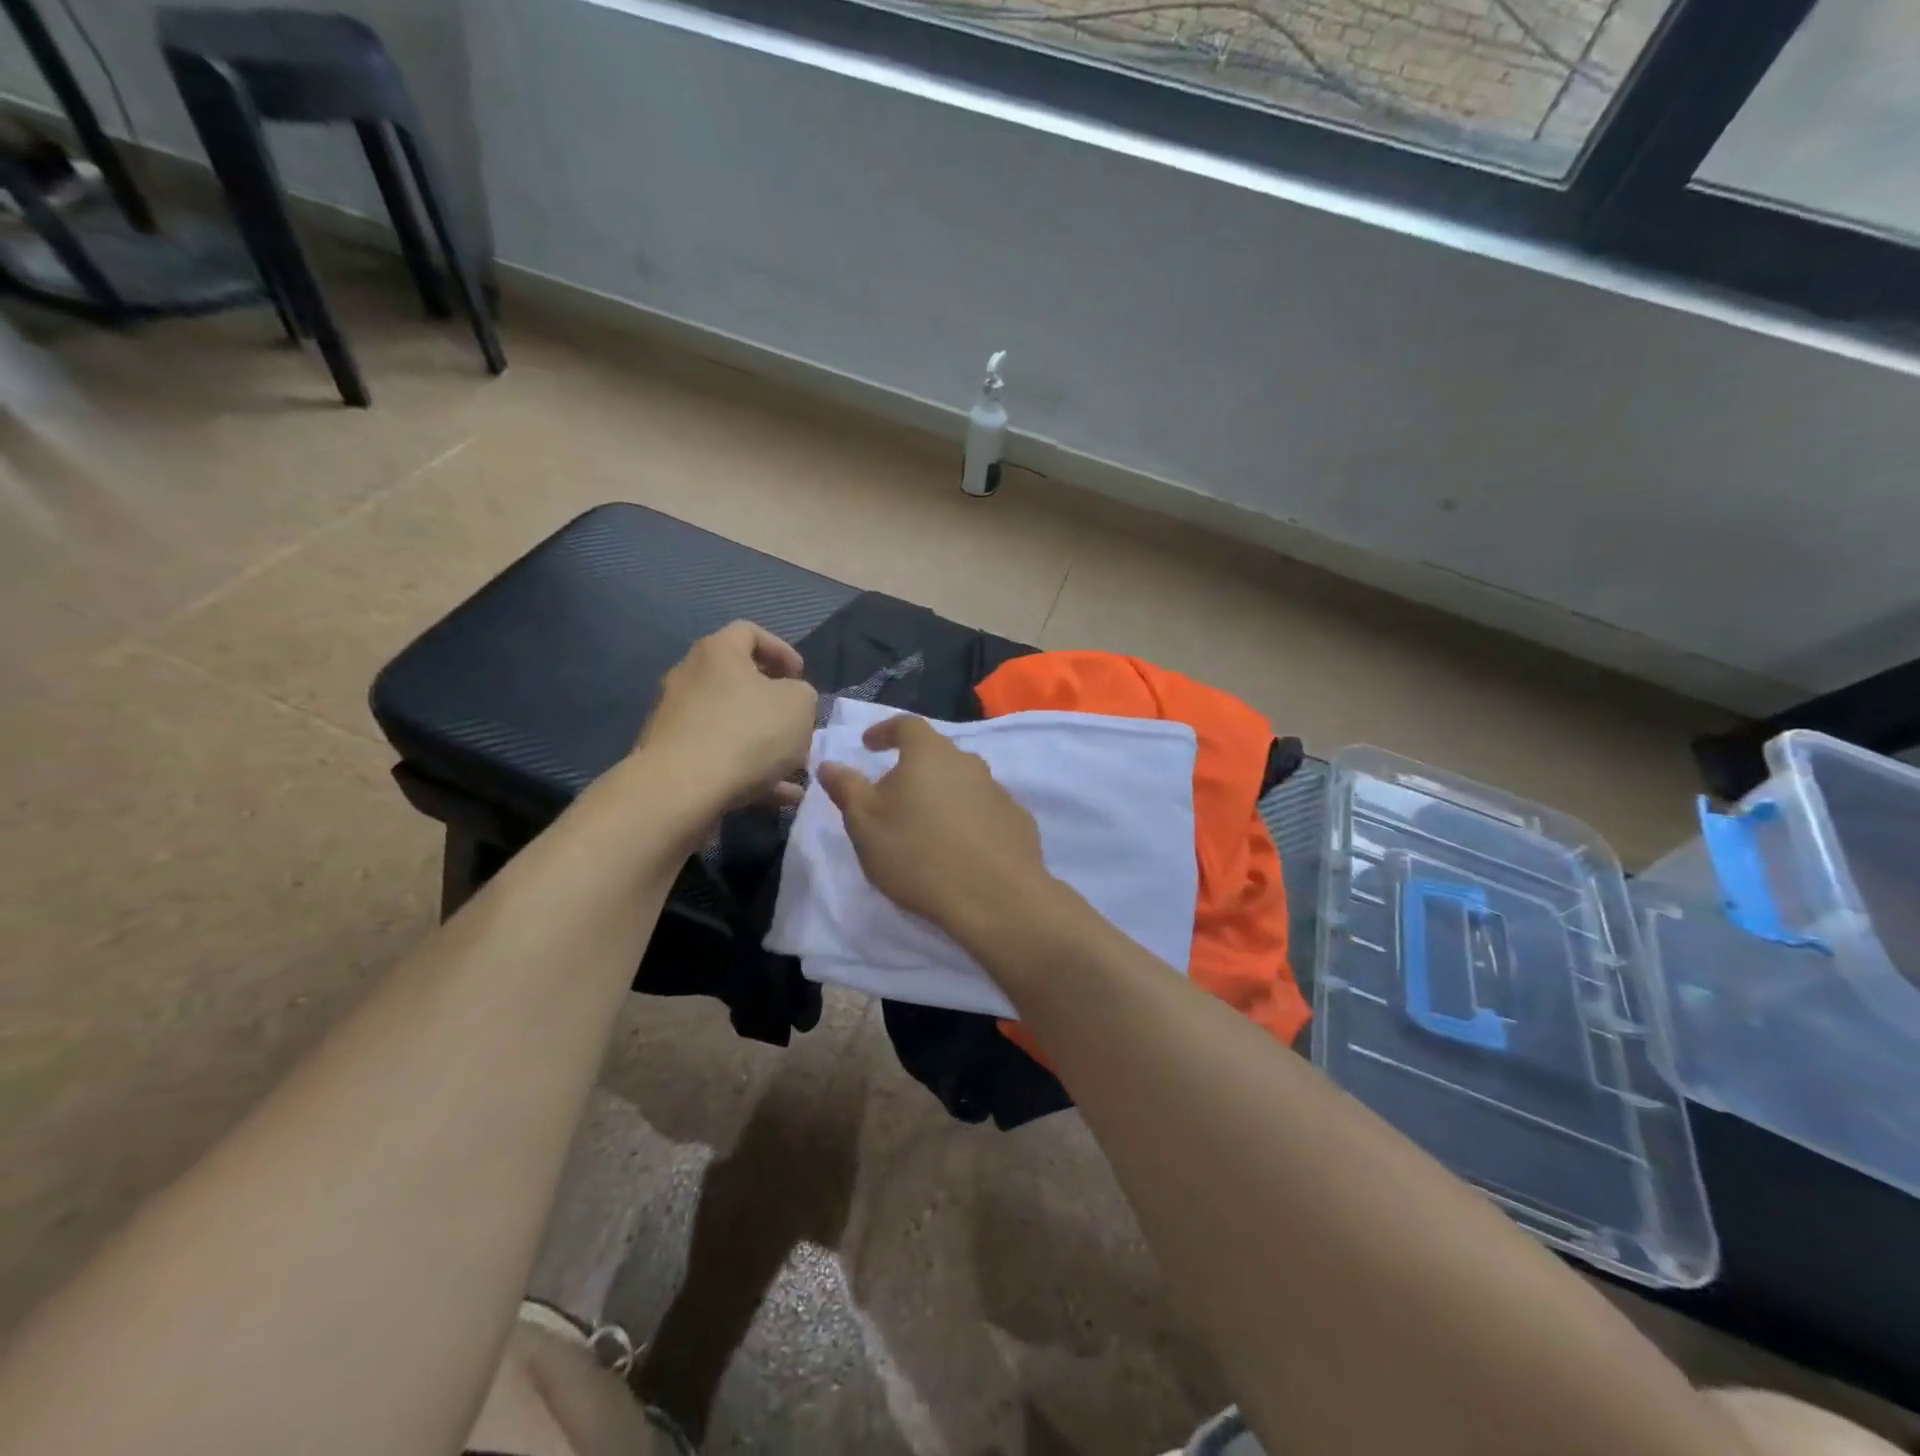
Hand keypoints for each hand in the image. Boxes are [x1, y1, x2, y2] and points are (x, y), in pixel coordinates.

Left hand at [638, 621, 817, 811]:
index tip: (801, 676)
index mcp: (718, 652)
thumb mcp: (800, 704)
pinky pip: (719, 757)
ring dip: (764, 743)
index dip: (781, 650)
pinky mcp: (672, 758)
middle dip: (773, 705)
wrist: (682, 790)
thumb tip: (790, 701)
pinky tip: (777, 795)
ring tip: (794, 769)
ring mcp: (675, 720)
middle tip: (798, 724)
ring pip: (731, 725)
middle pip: (738, 682)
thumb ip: (803, 694)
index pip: (749, 632)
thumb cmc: (748, 732)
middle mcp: (689, 678)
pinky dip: (748, 771)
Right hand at [816, 714, 1056, 940]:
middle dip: (914, 767)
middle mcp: (969, 762)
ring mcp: (999, 791)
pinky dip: (968, 820)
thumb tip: (829, 764)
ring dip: (943, 795)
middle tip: (894, 795)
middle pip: (937, 754)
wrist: (995, 897)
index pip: (906, 725)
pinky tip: (960, 848)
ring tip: (926, 826)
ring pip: (963, 782)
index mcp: (930, 754)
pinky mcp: (1018, 821)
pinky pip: (985, 810)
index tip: (868, 745)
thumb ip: (847, 789)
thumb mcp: (865, 824)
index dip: (885, 731)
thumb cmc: (918, 854)